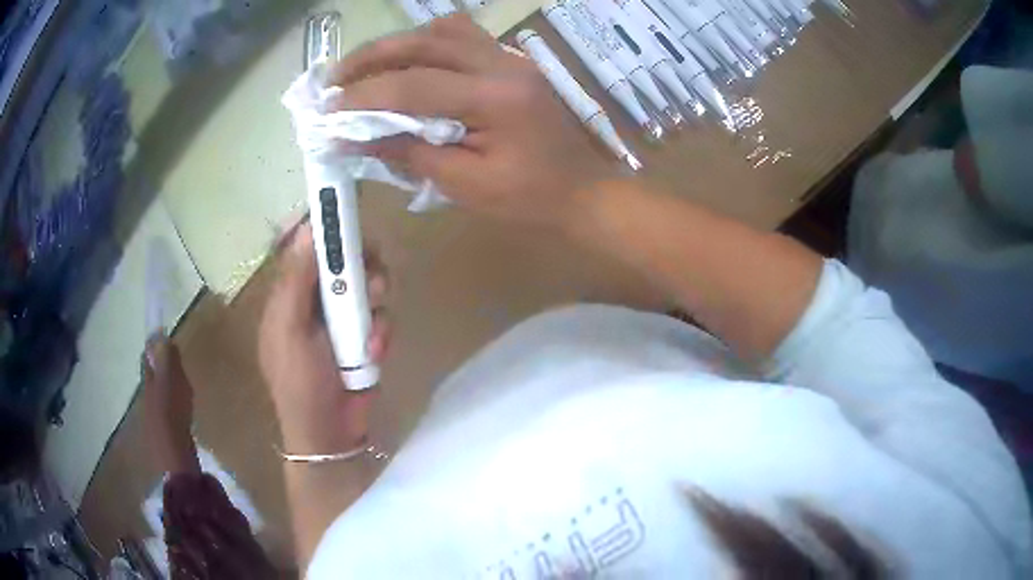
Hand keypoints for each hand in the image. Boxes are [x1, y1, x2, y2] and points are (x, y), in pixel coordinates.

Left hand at [142, 336, 199, 473]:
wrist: (175, 457)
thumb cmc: (172, 414)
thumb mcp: (171, 382)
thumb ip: (166, 360)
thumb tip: (160, 335)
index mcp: (148, 382)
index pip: (147, 359)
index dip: (155, 349)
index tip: (167, 343)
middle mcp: (147, 397)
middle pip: (153, 378)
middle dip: (162, 370)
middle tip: (178, 367)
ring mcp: (154, 417)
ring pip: (160, 396)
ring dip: (169, 390)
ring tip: (184, 390)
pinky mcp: (165, 433)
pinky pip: (168, 412)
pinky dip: (175, 407)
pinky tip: (184, 413)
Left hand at [258, 220, 389, 454]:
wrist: (330, 434)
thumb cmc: (299, 383)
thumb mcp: (289, 330)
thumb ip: (296, 280)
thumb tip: (307, 228)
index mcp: (290, 294)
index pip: (308, 247)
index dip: (326, 230)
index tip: (347, 220)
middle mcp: (318, 300)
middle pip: (346, 260)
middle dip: (363, 267)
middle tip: (373, 279)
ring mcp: (344, 319)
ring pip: (370, 284)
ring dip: (377, 302)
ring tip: (373, 329)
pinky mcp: (367, 336)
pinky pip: (383, 316)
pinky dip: (383, 332)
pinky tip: (376, 352)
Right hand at [329, 14, 619, 231]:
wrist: (584, 191)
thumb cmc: (531, 198)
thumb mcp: (466, 184)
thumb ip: (409, 154)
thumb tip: (352, 140)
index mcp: (494, 97)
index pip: (413, 84)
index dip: (364, 95)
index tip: (327, 109)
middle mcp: (502, 64)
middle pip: (425, 42)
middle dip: (372, 57)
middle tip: (335, 77)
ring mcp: (510, 58)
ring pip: (443, 30)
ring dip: (399, 44)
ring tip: (365, 68)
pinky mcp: (511, 62)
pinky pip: (462, 37)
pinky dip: (426, 44)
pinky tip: (407, 62)